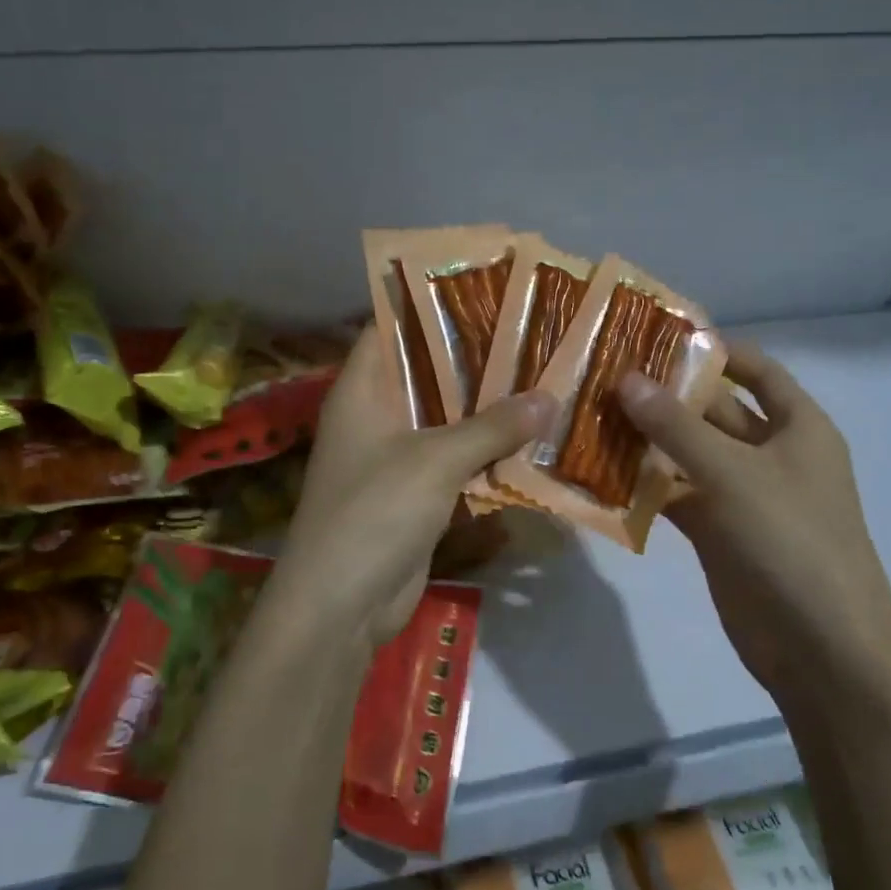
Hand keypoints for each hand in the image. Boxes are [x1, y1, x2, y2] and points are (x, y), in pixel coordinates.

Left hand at [272, 325, 555, 647]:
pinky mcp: (415, 492)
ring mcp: (395, 455)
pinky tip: (532, 436)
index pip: (391, 326)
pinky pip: (456, 458)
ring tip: (544, 374)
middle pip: (428, 370)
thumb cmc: (375, 513)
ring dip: (488, 406)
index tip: (484, 284)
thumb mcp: (436, 461)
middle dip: (477, 355)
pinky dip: (487, 450)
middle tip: (533, 329)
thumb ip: (492, 426)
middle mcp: (377, 413)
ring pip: (447, 416)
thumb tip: (548, 397)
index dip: (431, 302)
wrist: (341, 605)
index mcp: (363, 389)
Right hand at [619, 343, 890, 692]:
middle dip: (664, 394)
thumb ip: (676, 426)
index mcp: (797, 426)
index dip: (712, 349)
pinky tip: (599, 471)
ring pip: (688, 453)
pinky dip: (644, 485)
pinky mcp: (717, 531)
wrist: (820, 649)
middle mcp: (770, 453)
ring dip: (647, 439)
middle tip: (601, 375)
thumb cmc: (790, 542)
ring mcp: (742, 494)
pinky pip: (676, 495)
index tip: (653, 336)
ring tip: (588, 415)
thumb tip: (625, 378)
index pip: (755, 369)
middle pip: (713, 410)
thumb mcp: (732, 473)